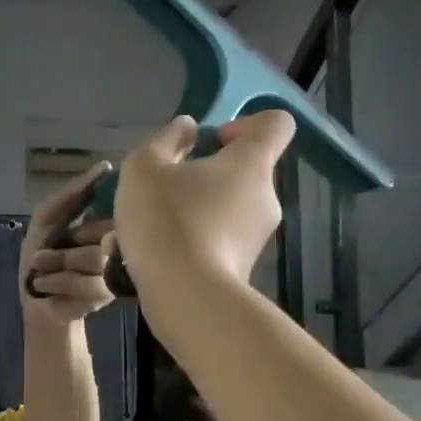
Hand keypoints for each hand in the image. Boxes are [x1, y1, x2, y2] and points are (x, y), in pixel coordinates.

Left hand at [20, 162, 116, 324]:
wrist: (37, 300)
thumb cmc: (41, 255)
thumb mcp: (48, 216)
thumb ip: (73, 193)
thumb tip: (107, 167)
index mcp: (106, 221)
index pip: (111, 206)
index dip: (85, 217)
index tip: (68, 231)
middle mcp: (117, 242)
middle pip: (104, 231)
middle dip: (70, 241)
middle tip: (48, 253)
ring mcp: (116, 268)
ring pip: (95, 258)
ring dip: (59, 263)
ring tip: (42, 268)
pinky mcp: (109, 292)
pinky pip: (89, 282)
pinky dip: (60, 281)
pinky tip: (47, 283)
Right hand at [112, 113, 294, 294]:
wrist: (185, 297)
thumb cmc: (166, 219)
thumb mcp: (145, 168)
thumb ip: (166, 140)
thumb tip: (186, 129)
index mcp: (251, 163)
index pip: (276, 124)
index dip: (246, 123)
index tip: (213, 141)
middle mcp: (266, 197)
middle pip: (244, 171)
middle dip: (207, 175)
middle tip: (166, 189)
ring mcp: (258, 237)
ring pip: (227, 209)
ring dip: (195, 210)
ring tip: (152, 228)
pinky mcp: (243, 269)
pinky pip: (219, 241)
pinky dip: (194, 241)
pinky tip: (159, 255)